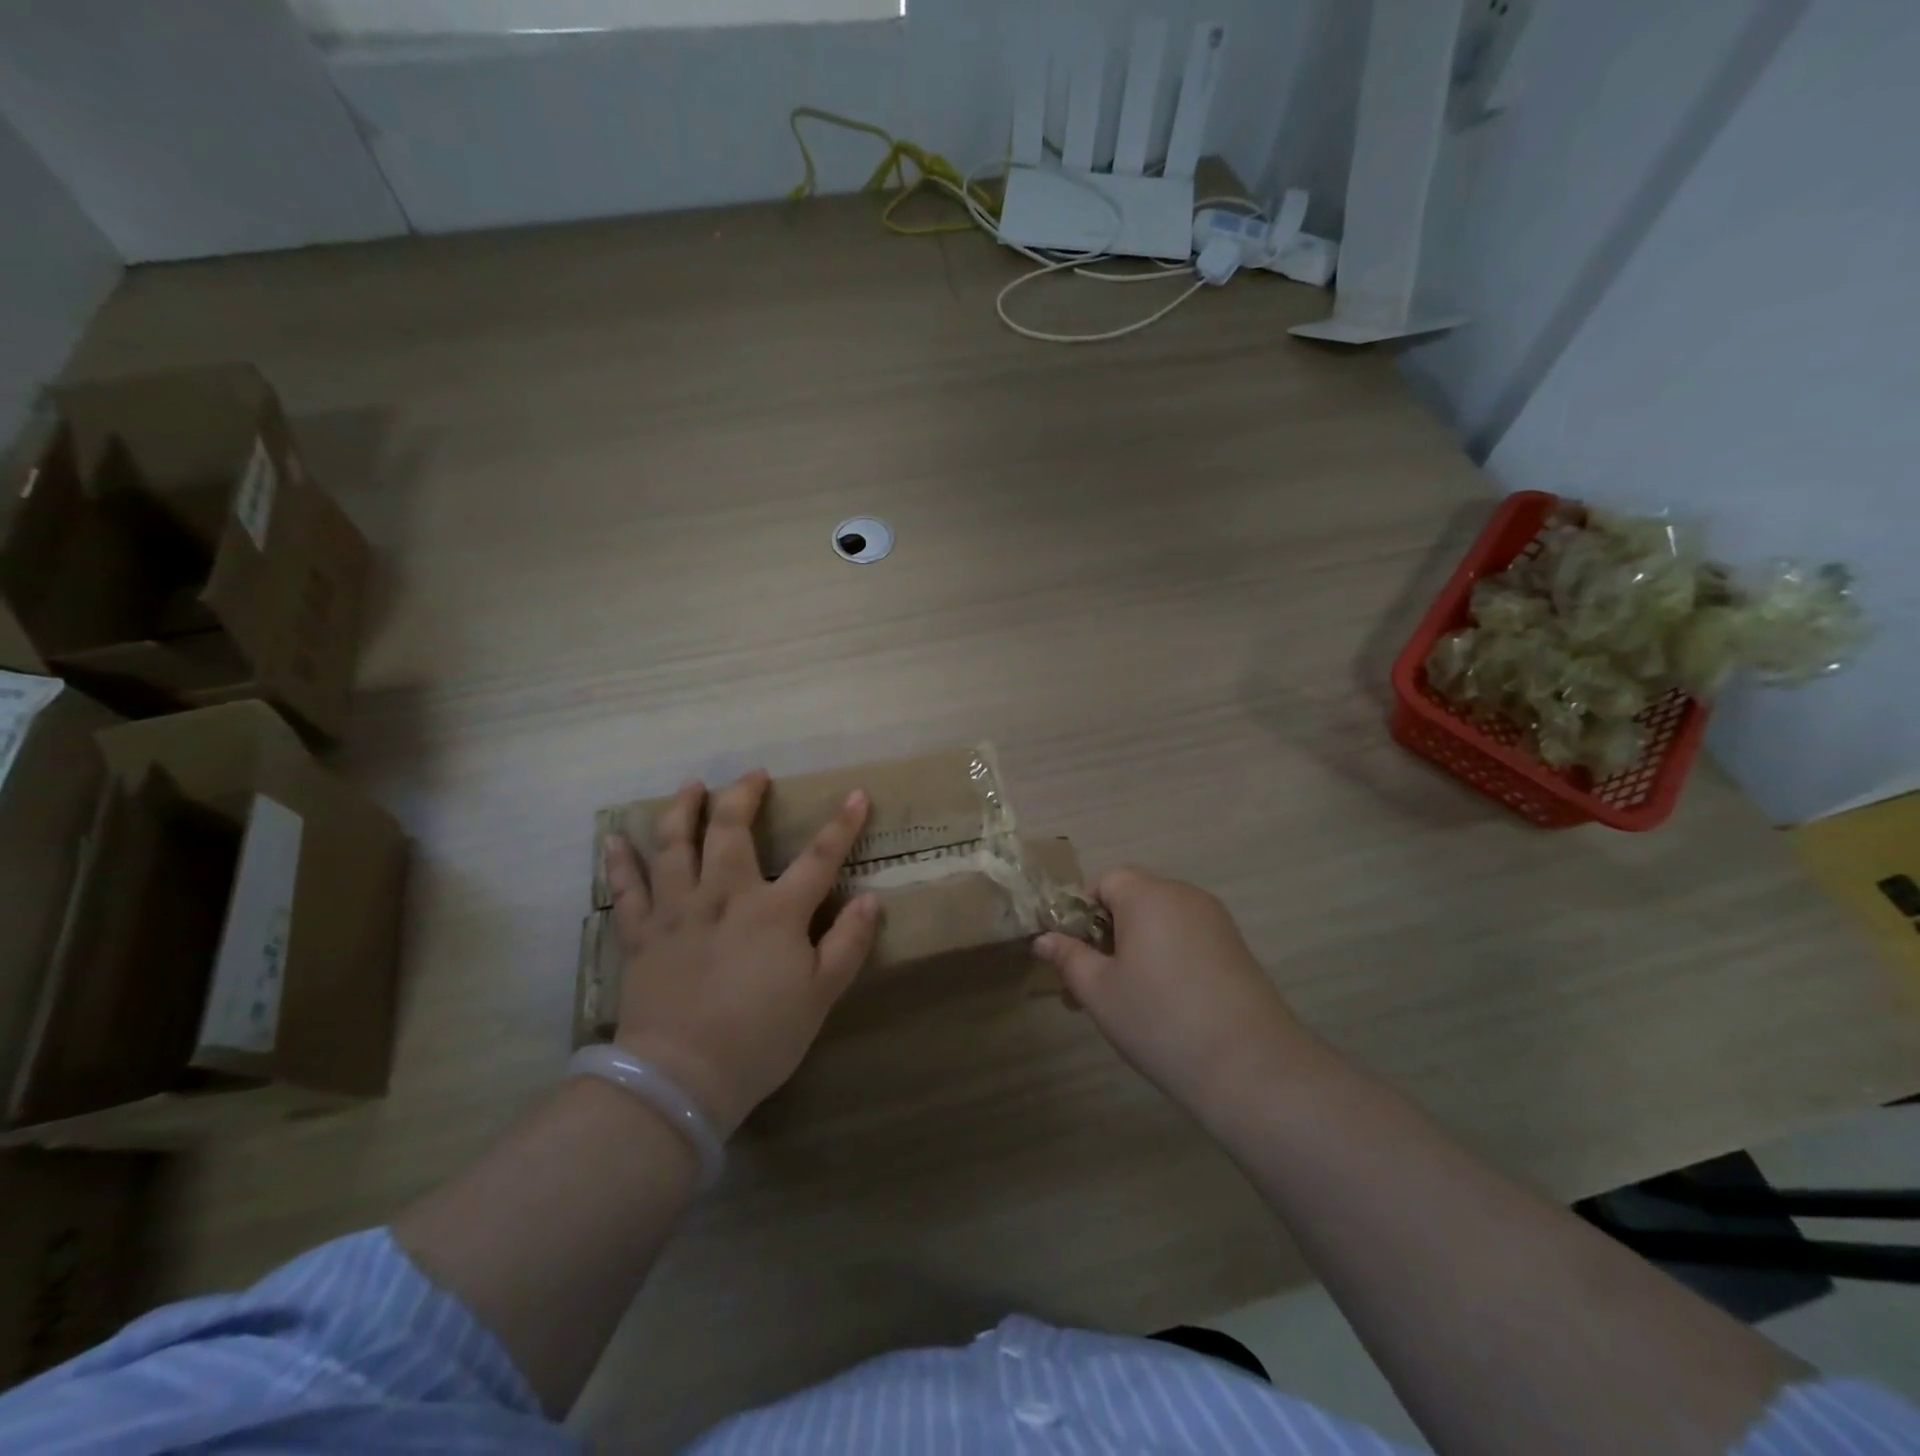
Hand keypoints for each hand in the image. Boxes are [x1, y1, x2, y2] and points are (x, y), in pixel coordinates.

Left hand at [601, 771, 879, 1136]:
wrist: (681, 1079)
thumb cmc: (760, 1037)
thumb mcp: (821, 995)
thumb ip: (848, 943)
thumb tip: (872, 898)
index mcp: (775, 911)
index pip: (819, 857)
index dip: (842, 824)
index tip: (857, 794)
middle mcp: (725, 896)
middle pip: (732, 830)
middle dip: (743, 795)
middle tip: (753, 775)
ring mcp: (677, 911)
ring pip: (675, 845)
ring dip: (683, 810)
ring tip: (690, 787)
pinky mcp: (642, 935)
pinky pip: (627, 889)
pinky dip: (620, 862)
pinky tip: (616, 839)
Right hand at [1034, 868, 1315, 1121]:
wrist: (1250, 1066)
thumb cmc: (1159, 1019)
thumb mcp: (1099, 991)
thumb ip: (1068, 957)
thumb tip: (1043, 939)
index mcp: (1148, 895)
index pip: (1105, 881)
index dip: (1082, 913)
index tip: (1075, 956)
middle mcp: (1184, 895)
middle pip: (1133, 900)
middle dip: (1107, 936)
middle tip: (1092, 986)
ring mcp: (1215, 921)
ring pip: (1160, 922)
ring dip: (1136, 949)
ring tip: (1127, 1001)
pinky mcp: (1236, 948)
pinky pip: (1187, 939)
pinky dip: (1167, 958)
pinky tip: (1166, 1004)